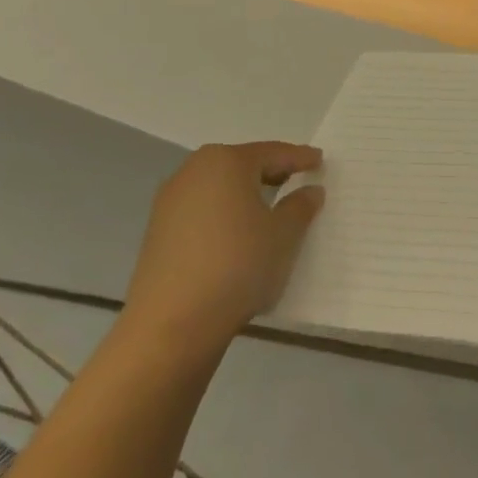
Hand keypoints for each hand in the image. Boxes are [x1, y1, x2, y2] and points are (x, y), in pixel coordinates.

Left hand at [118, 142, 323, 365]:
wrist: (172, 323)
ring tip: (270, 208)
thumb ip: (301, 206)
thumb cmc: (238, 264)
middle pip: (241, 165)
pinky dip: (225, 214)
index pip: (273, 153)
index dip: (300, 158)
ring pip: (219, 188)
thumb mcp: (285, 235)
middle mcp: (193, 172)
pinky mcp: (158, 232)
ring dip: (245, 194)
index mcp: (226, 162)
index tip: (319, 161)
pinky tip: (239, 234)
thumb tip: (309, 190)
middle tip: (297, 179)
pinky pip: (202, 211)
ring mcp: (170, 202)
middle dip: (270, 172)